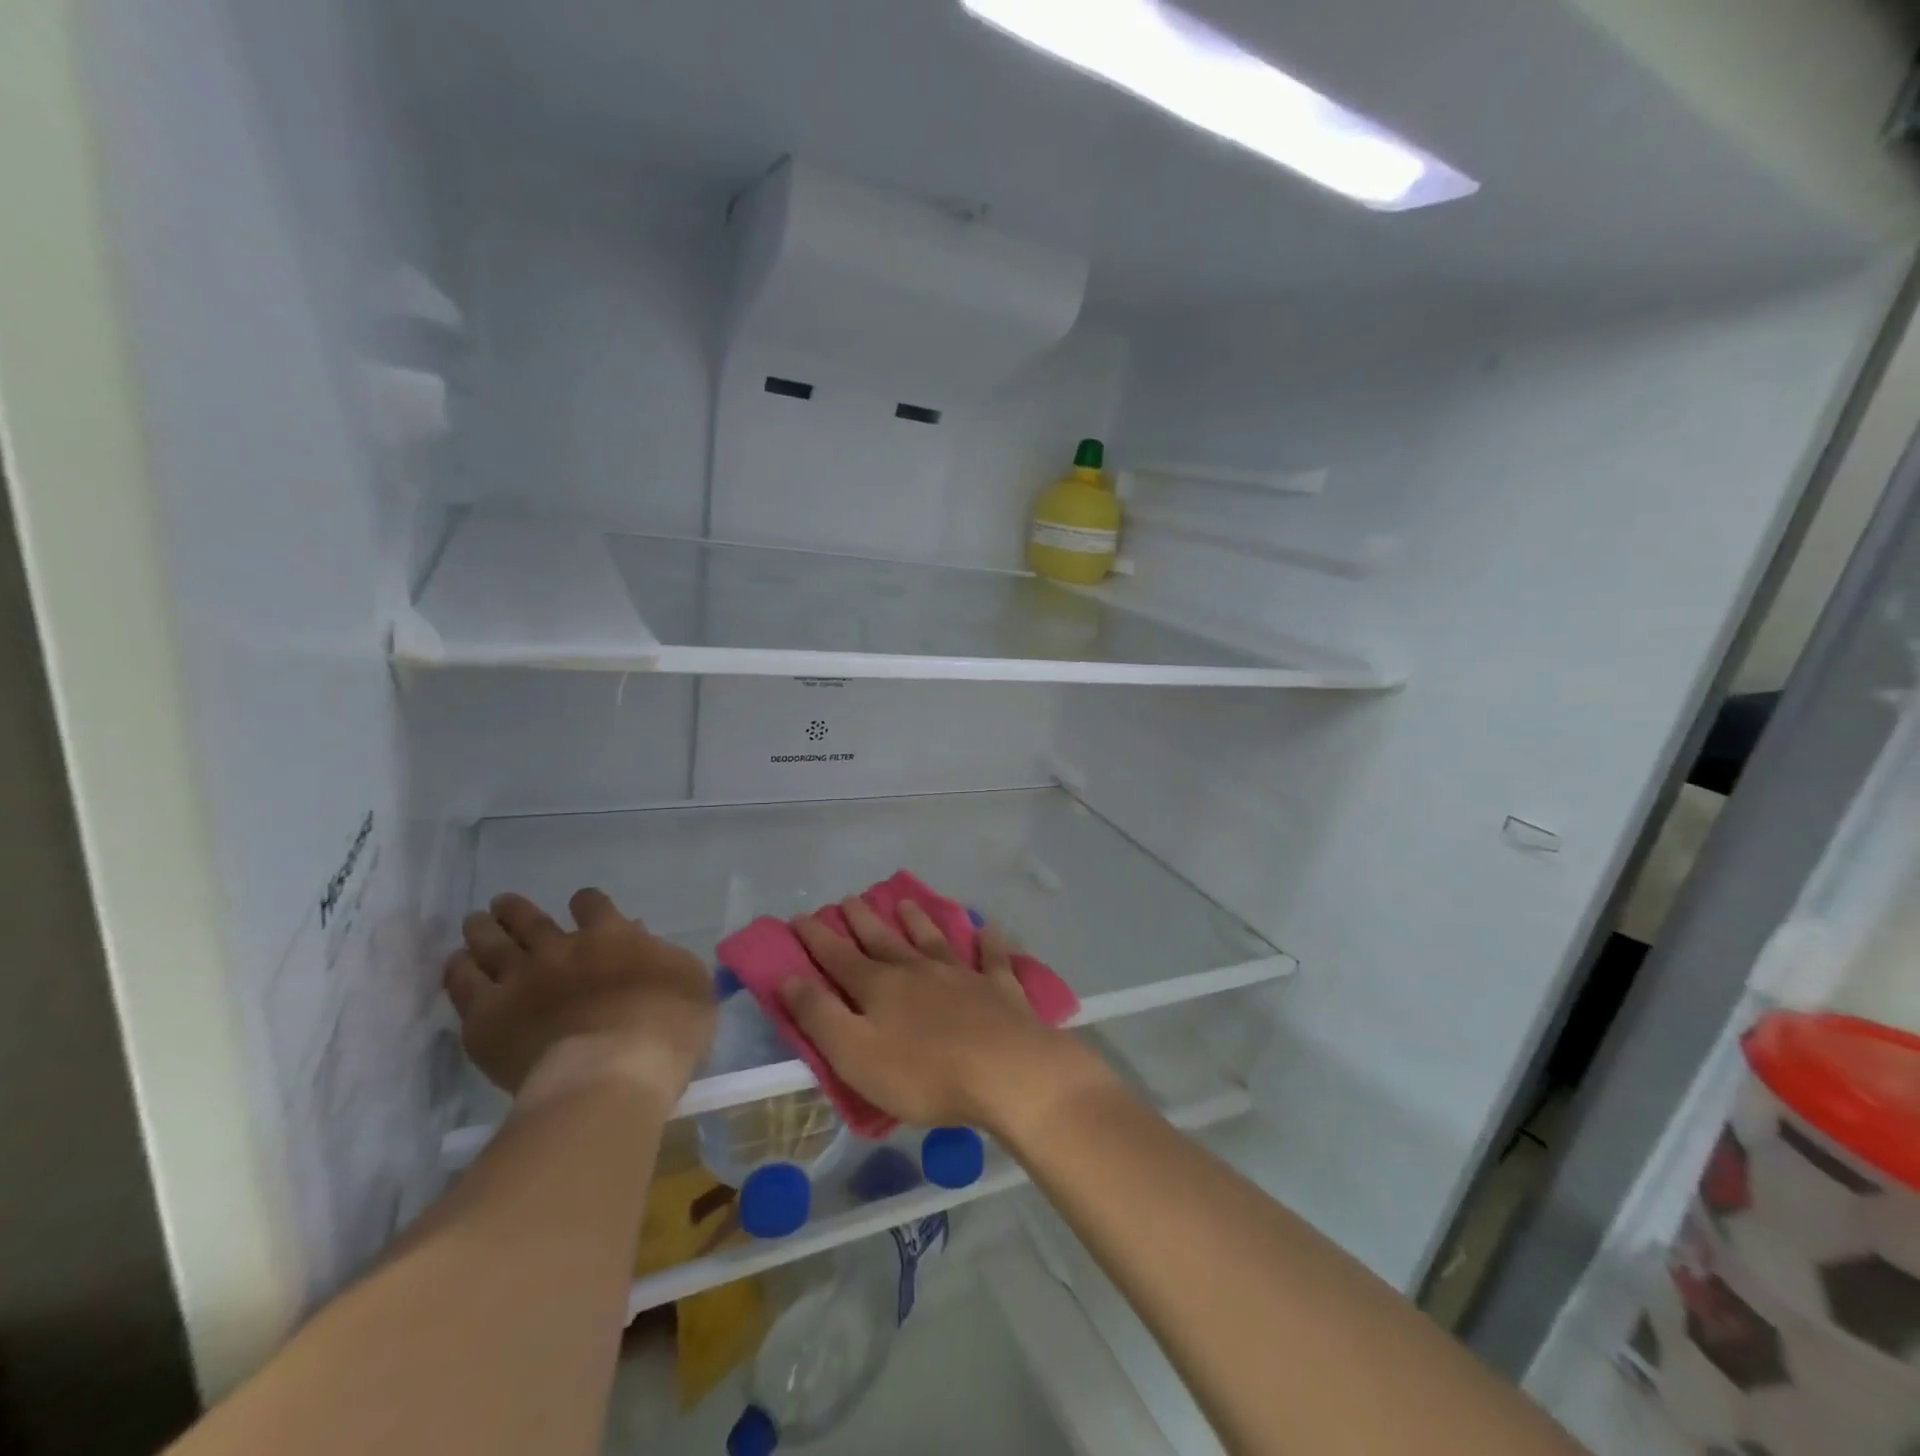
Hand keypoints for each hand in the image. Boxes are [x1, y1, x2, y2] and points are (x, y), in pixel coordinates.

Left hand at [444, 889, 715, 1103]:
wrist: (612, 1074)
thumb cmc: (668, 1028)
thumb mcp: (690, 982)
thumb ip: (665, 956)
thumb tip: (640, 940)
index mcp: (611, 935)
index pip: (591, 904)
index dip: (586, 903)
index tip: (583, 907)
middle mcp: (561, 948)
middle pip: (530, 919)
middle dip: (516, 910)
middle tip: (503, 904)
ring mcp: (520, 980)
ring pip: (491, 944)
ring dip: (483, 929)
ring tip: (475, 922)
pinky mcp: (487, 1018)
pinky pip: (463, 984)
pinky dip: (459, 969)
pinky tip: (458, 964)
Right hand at [780, 897, 1114, 1136]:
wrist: (1006, 1071)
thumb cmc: (923, 1073)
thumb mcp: (855, 1054)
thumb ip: (820, 1015)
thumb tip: (787, 977)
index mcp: (880, 987)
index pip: (839, 957)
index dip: (816, 938)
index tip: (799, 916)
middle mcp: (918, 970)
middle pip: (884, 940)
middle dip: (863, 921)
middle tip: (849, 899)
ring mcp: (962, 974)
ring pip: (933, 940)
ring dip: (918, 921)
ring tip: (905, 902)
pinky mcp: (999, 988)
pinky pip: (992, 958)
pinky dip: (989, 943)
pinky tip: (988, 928)